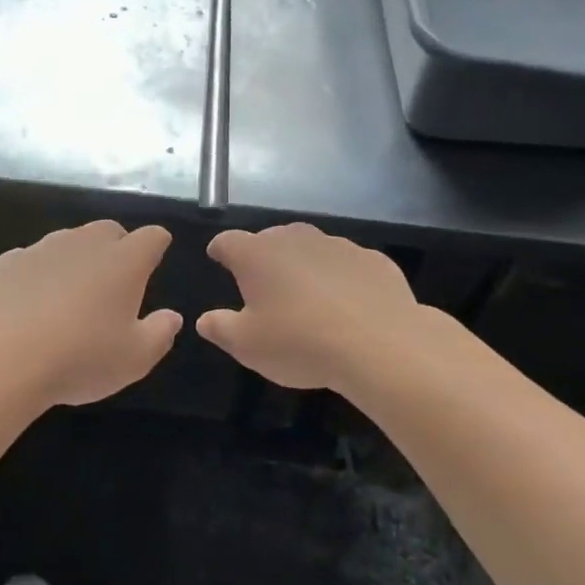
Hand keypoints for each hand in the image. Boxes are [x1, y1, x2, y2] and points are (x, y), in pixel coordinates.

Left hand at [0, 221, 181, 407]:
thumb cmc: (80, 358)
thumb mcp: (135, 359)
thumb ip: (160, 334)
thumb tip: (172, 316)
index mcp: (124, 261)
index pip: (152, 237)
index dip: (157, 245)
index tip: (156, 259)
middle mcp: (85, 243)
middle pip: (109, 231)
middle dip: (117, 248)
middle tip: (115, 282)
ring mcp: (42, 248)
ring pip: (68, 242)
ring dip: (76, 260)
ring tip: (70, 297)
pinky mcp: (7, 262)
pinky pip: (31, 261)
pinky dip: (38, 276)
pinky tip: (30, 306)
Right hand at [198, 224, 432, 393]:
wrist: (380, 345)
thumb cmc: (300, 343)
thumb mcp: (248, 346)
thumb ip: (221, 328)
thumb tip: (205, 319)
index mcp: (257, 254)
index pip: (228, 241)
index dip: (220, 250)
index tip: (218, 258)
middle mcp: (295, 239)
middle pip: (271, 240)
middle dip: (264, 257)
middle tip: (264, 286)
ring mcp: (337, 245)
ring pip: (311, 249)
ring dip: (304, 267)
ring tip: (308, 298)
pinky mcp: (372, 259)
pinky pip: (348, 265)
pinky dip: (342, 279)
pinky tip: (348, 306)